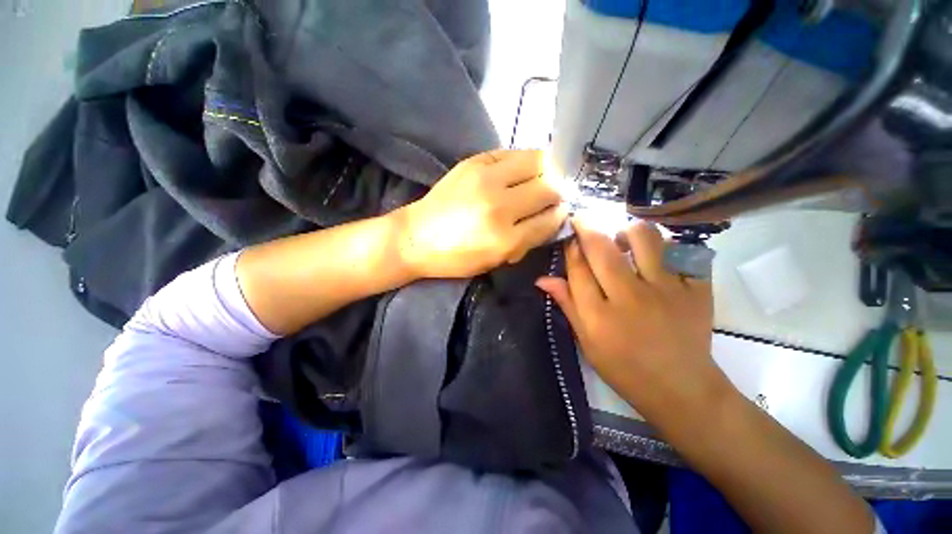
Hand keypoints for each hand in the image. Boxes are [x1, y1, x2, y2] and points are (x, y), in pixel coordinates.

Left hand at [398, 149, 567, 278]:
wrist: (415, 237)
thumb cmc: (455, 257)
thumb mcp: (495, 261)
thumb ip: (527, 241)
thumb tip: (552, 218)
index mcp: (504, 239)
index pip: (550, 219)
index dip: (560, 215)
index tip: (560, 213)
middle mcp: (499, 206)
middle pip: (549, 187)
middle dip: (557, 193)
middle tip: (551, 197)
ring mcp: (486, 178)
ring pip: (538, 160)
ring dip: (545, 170)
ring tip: (539, 180)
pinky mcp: (474, 161)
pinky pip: (513, 152)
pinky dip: (523, 161)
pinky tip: (518, 171)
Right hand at [537, 219, 726, 423]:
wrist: (682, 389)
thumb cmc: (625, 369)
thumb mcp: (587, 342)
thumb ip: (567, 305)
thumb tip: (542, 278)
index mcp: (599, 316)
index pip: (577, 270)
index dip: (570, 249)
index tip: (568, 238)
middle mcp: (630, 298)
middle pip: (603, 248)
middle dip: (587, 227)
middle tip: (583, 220)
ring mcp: (667, 291)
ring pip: (644, 239)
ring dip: (627, 231)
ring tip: (622, 238)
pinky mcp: (697, 290)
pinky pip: (680, 251)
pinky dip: (666, 246)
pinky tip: (657, 255)